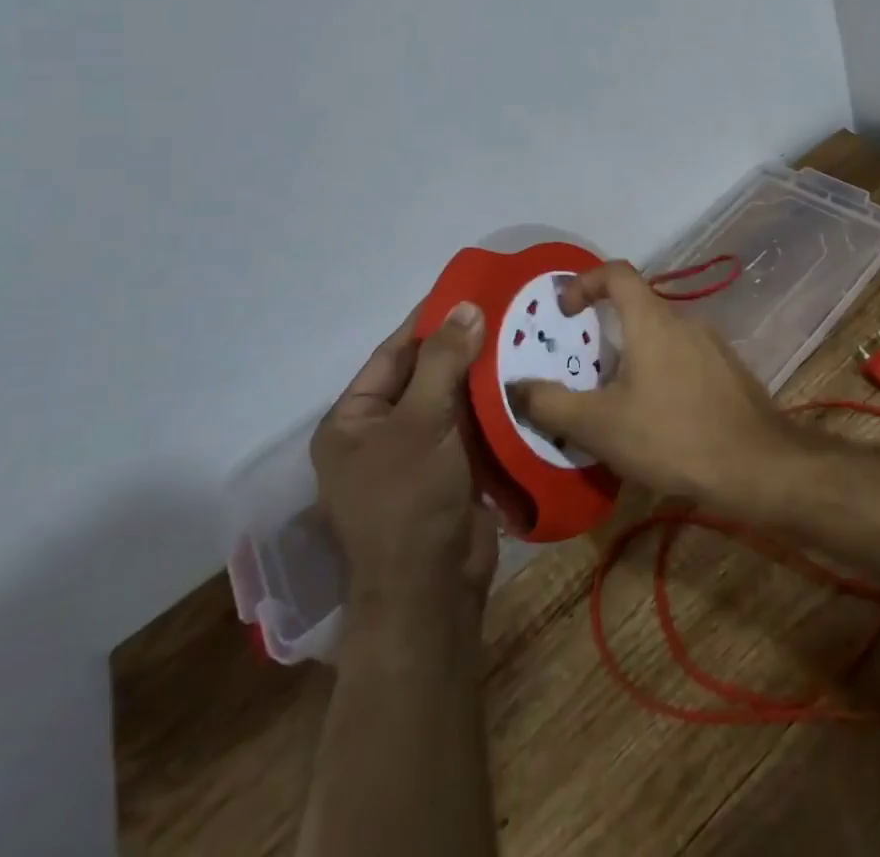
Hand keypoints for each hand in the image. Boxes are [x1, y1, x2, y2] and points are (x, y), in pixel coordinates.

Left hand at [310, 302, 497, 611]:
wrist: (432, 591)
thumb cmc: (410, 501)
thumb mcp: (421, 423)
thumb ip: (444, 362)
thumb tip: (466, 307)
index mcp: (353, 421)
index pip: (394, 354)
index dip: (429, 321)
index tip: (467, 288)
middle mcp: (381, 433)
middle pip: (426, 374)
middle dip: (464, 345)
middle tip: (507, 309)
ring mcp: (418, 454)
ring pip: (454, 399)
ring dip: (484, 373)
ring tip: (524, 335)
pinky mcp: (452, 470)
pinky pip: (473, 425)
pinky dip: (495, 404)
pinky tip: (527, 378)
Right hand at [510, 261, 799, 506]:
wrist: (757, 466)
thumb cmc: (672, 436)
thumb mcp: (599, 426)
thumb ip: (551, 403)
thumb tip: (516, 387)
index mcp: (652, 320)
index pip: (616, 273)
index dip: (584, 282)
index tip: (565, 313)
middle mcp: (685, 321)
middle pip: (637, 307)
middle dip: (605, 333)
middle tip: (584, 373)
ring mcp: (713, 346)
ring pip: (661, 337)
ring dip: (633, 358)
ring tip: (616, 403)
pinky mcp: (729, 372)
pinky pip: (684, 360)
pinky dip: (661, 375)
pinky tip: (657, 420)